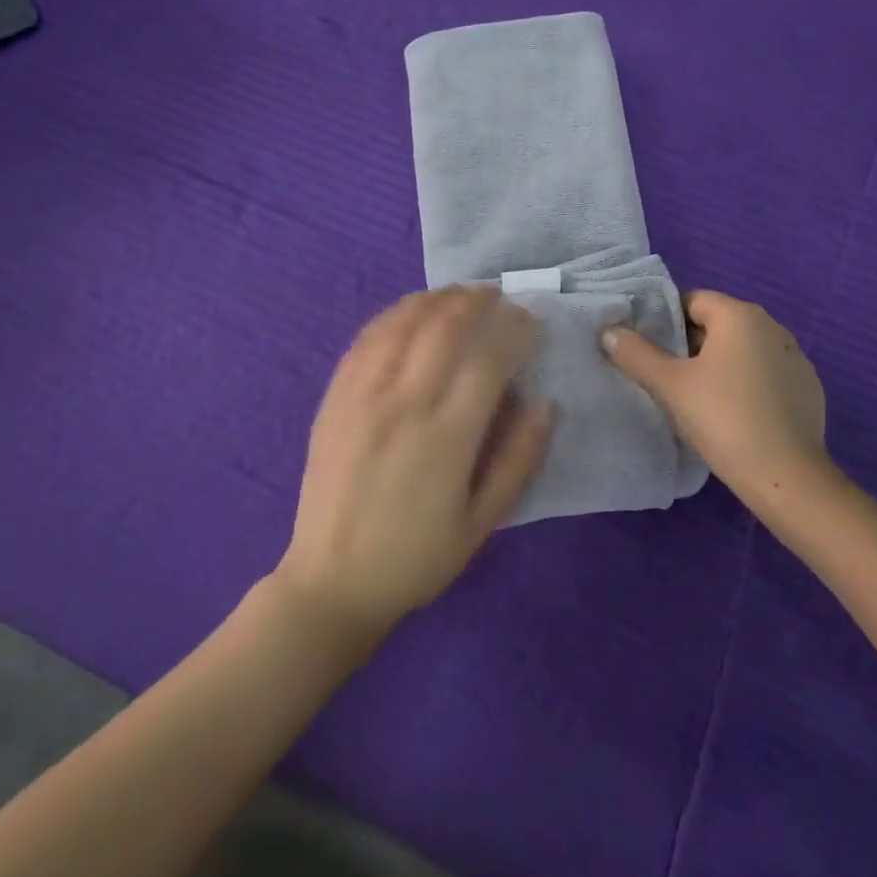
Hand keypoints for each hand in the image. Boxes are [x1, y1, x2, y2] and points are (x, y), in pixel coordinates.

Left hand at [277, 287, 553, 636]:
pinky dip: (394, 315)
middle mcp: (403, 403)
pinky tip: (411, 311)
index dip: (514, 330)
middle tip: (498, 297)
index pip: (488, 358)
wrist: (331, 581)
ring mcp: (362, 395)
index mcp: (446, 437)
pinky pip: (366, 338)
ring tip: (460, 295)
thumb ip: (518, 459)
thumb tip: (545, 403)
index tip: (530, 322)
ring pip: (403, 323)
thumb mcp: (482, 523)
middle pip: (444, 327)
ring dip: (436, 299)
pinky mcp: (335, 397)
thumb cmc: (416, 557)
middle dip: (477, 302)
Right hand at [602, 290, 827, 507]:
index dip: (665, 320)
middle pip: (718, 324)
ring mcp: (796, 359)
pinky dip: (746, 386)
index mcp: (741, 316)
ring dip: (718, 366)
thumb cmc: (723, 419)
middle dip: (690, 345)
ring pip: (743, 352)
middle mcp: (774, 327)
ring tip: (695, 398)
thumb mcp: (670, 386)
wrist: (786, 477)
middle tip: (664, 375)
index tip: (647, 348)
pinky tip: (733, 416)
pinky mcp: (808, 390)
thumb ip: (637, 354)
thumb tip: (610, 331)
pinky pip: (765, 375)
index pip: (693, 300)